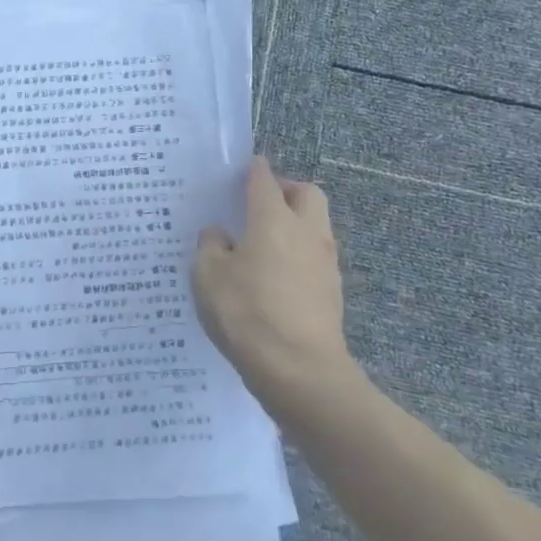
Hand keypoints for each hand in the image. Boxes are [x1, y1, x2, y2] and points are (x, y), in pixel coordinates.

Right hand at [193, 158, 359, 411]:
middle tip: (258, 204)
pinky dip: (298, 254)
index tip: (242, 169)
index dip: (252, 170)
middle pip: (306, 193)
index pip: (264, 179)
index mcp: (273, 219)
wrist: (300, 372)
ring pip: (316, 225)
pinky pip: (315, 257)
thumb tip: (221, 234)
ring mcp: (324, 262)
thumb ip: (210, 245)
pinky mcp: (332, 291)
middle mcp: (305, 232)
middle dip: (285, 190)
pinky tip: (274, 276)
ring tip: (263, 242)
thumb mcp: (208, 275)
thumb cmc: (247, 313)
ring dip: (294, 223)